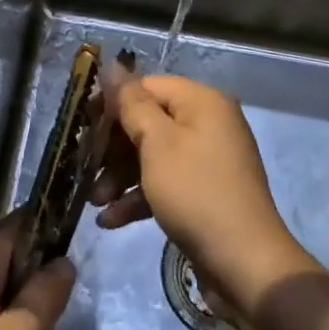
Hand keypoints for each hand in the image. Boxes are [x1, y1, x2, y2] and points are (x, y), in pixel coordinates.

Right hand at [92, 75, 315, 323]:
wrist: (245, 265)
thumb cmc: (196, 192)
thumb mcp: (157, 143)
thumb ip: (131, 103)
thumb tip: (112, 65)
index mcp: (201, 102)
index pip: (147, 86)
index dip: (112, 103)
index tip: (83, 126)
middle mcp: (207, 123)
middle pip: (148, 121)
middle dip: (113, 148)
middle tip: (85, 167)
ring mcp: (207, 160)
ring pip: (152, 155)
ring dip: (120, 176)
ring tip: (94, 200)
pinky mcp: (203, 192)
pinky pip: (164, 182)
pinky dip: (139, 197)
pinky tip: (110, 220)